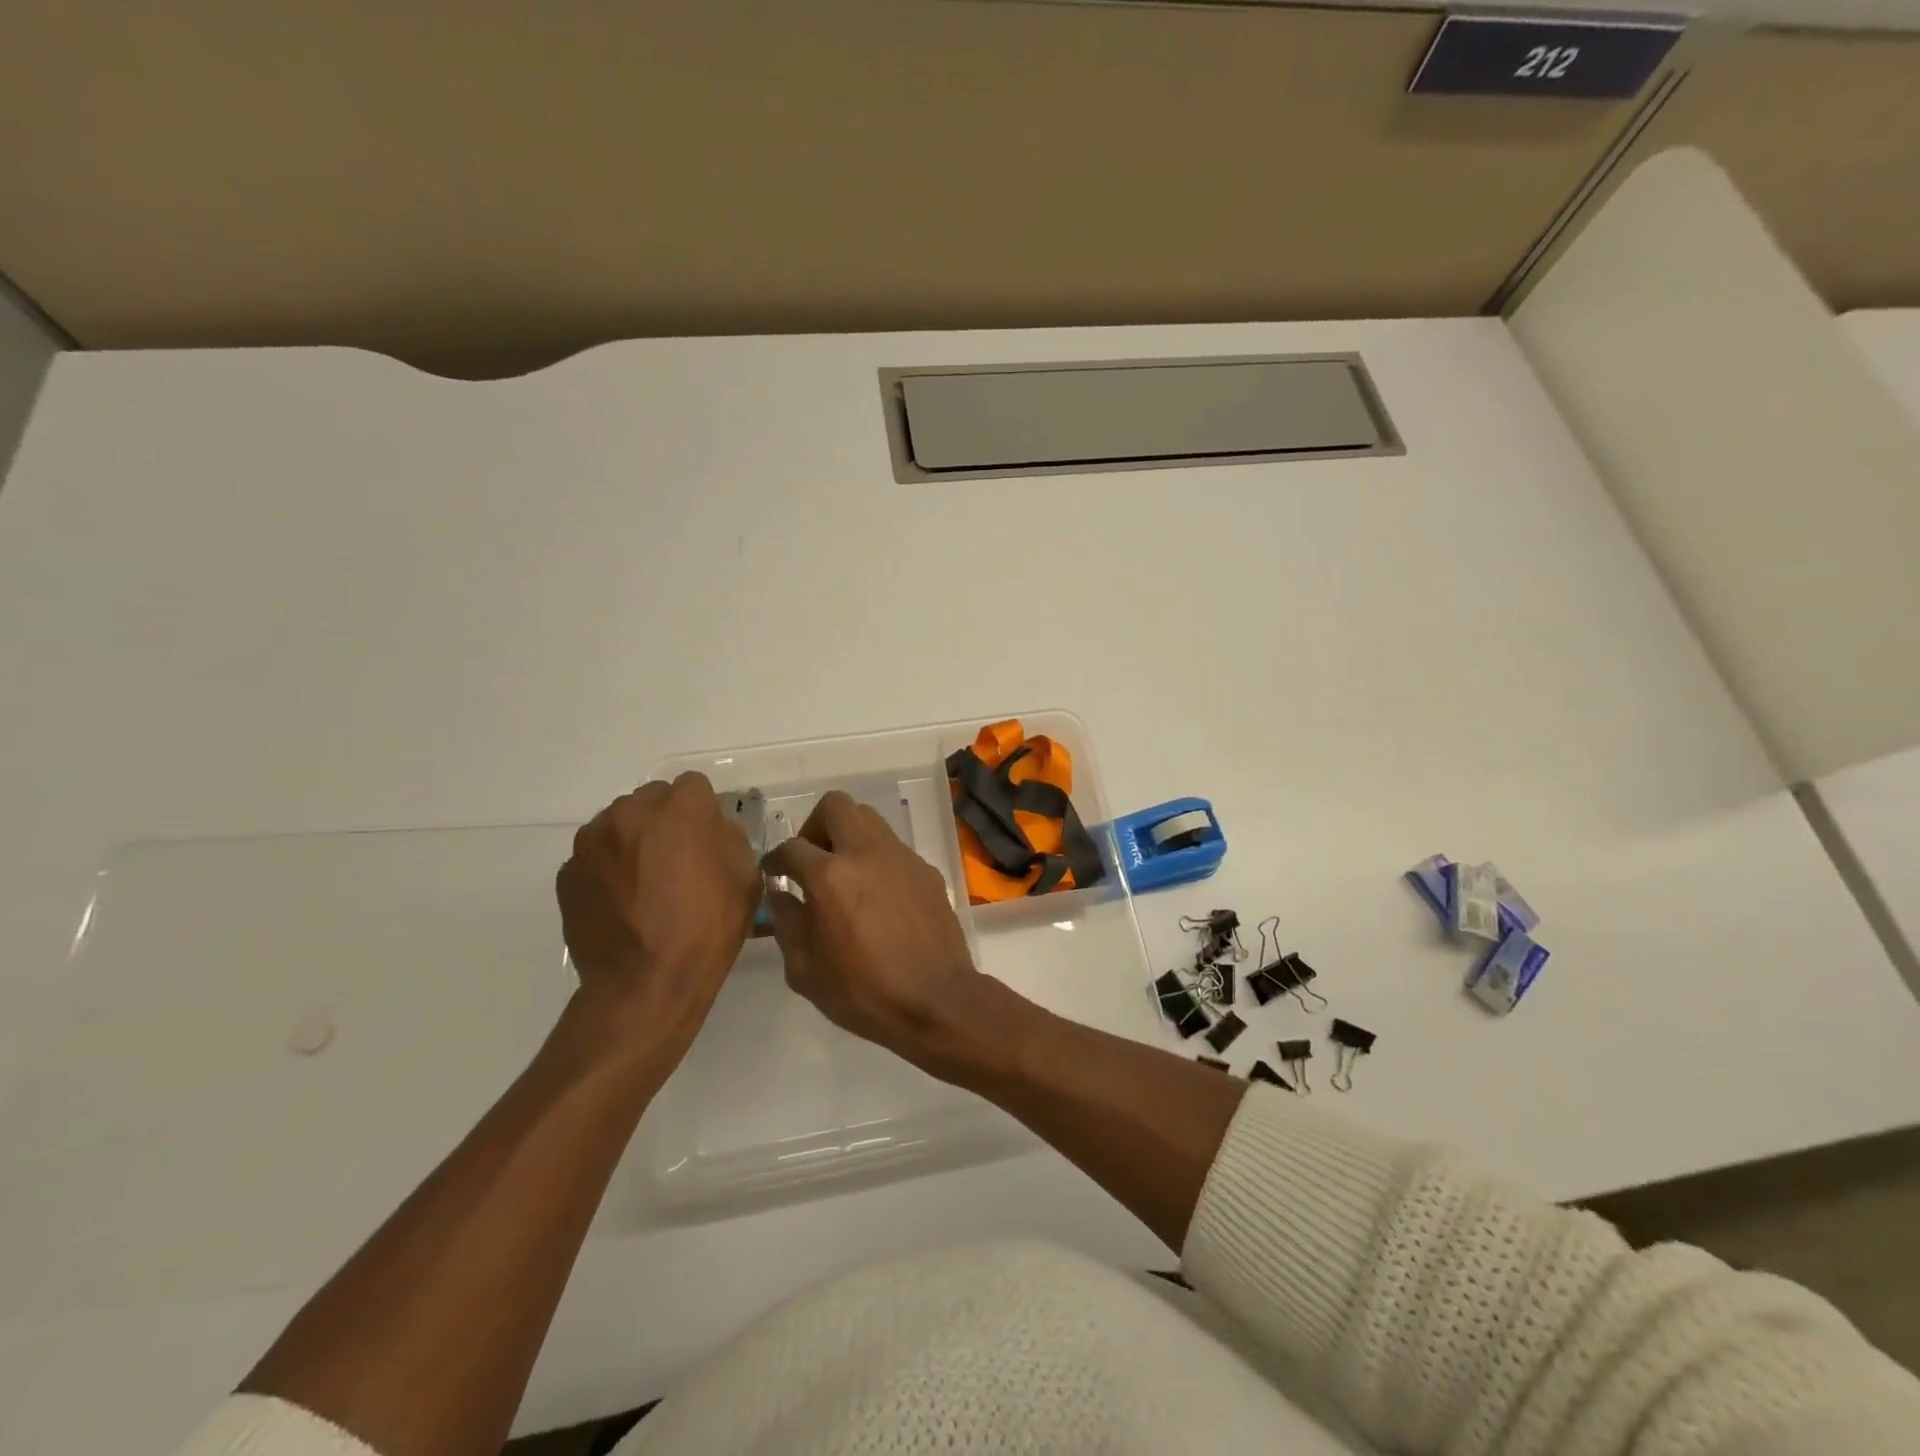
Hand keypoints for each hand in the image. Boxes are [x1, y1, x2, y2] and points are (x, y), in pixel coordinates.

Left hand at [556, 773, 760, 1052]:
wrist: (644, 983)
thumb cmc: (707, 929)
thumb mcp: (746, 879)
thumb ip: (729, 839)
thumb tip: (711, 831)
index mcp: (681, 810)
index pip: (693, 785)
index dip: (702, 810)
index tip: (706, 838)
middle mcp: (632, 812)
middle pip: (651, 799)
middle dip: (664, 821)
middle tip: (675, 861)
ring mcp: (593, 841)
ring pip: (618, 824)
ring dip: (633, 842)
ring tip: (643, 884)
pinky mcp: (568, 871)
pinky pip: (594, 856)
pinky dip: (607, 869)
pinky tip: (621, 903)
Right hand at [762, 790, 993, 1073]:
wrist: (935, 1000)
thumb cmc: (863, 992)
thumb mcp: (806, 970)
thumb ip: (787, 924)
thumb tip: (780, 895)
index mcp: (830, 876)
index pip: (792, 847)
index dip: (775, 858)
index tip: (773, 872)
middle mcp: (866, 853)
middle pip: (835, 805)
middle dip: (815, 825)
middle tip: (812, 857)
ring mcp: (901, 857)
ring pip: (869, 819)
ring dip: (850, 836)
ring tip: (845, 873)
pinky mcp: (926, 870)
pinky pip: (894, 848)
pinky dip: (878, 859)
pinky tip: (878, 895)